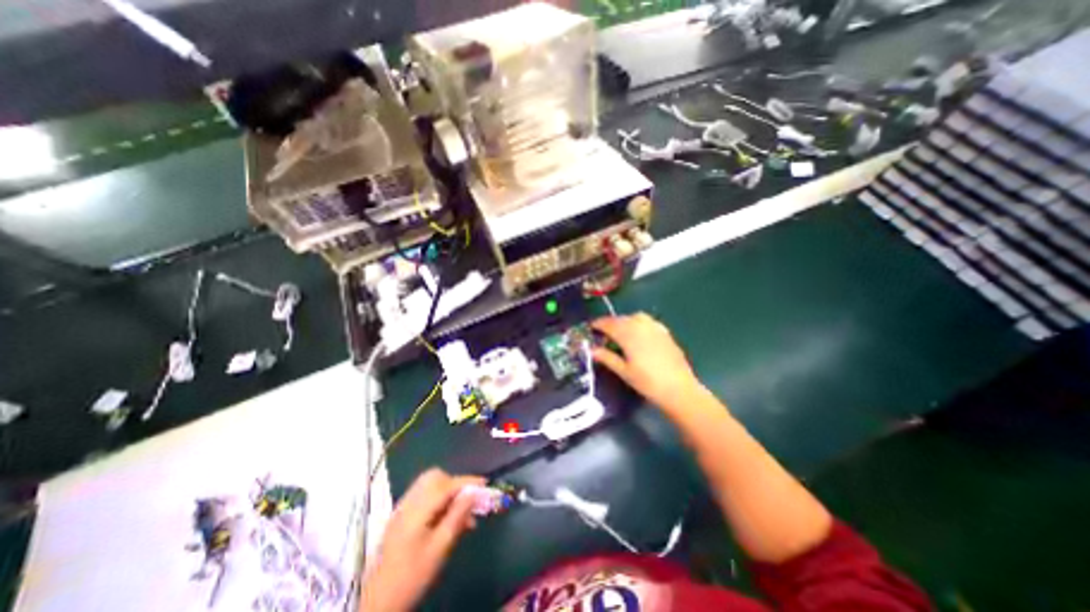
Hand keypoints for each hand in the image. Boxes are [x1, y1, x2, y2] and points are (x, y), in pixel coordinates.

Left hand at [362, 470, 483, 610]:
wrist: (379, 602)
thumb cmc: (412, 576)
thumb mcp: (440, 548)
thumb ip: (457, 517)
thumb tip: (473, 494)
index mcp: (417, 510)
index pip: (447, 485)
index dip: (468, 482)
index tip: (485, 484)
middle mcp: (408, 502)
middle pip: (435, 477)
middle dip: (455, 483)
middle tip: (468, 499)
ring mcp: (402, 508)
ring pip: (429, 484)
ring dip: (447, 490)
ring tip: (460, 510)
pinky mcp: (401, 515)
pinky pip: (423, 495)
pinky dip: (438, 498)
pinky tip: (446, 516)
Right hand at [592, 314, 702, 407]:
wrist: (679, 389)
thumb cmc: (647, 382)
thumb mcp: (624, 371)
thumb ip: (607, 358)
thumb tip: (592, 350)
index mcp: (628, 334)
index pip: (608, 323)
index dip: (598, 324)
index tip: (591, 327)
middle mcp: (641, 326)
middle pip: (621, 319)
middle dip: (610, 323)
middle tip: (603, 334)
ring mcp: (655, 327)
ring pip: (635, 317)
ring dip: (625, 321)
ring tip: (620, 334)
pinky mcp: (665, 332)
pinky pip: (647, 321)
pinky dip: (638, 324)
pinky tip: (638, 335)